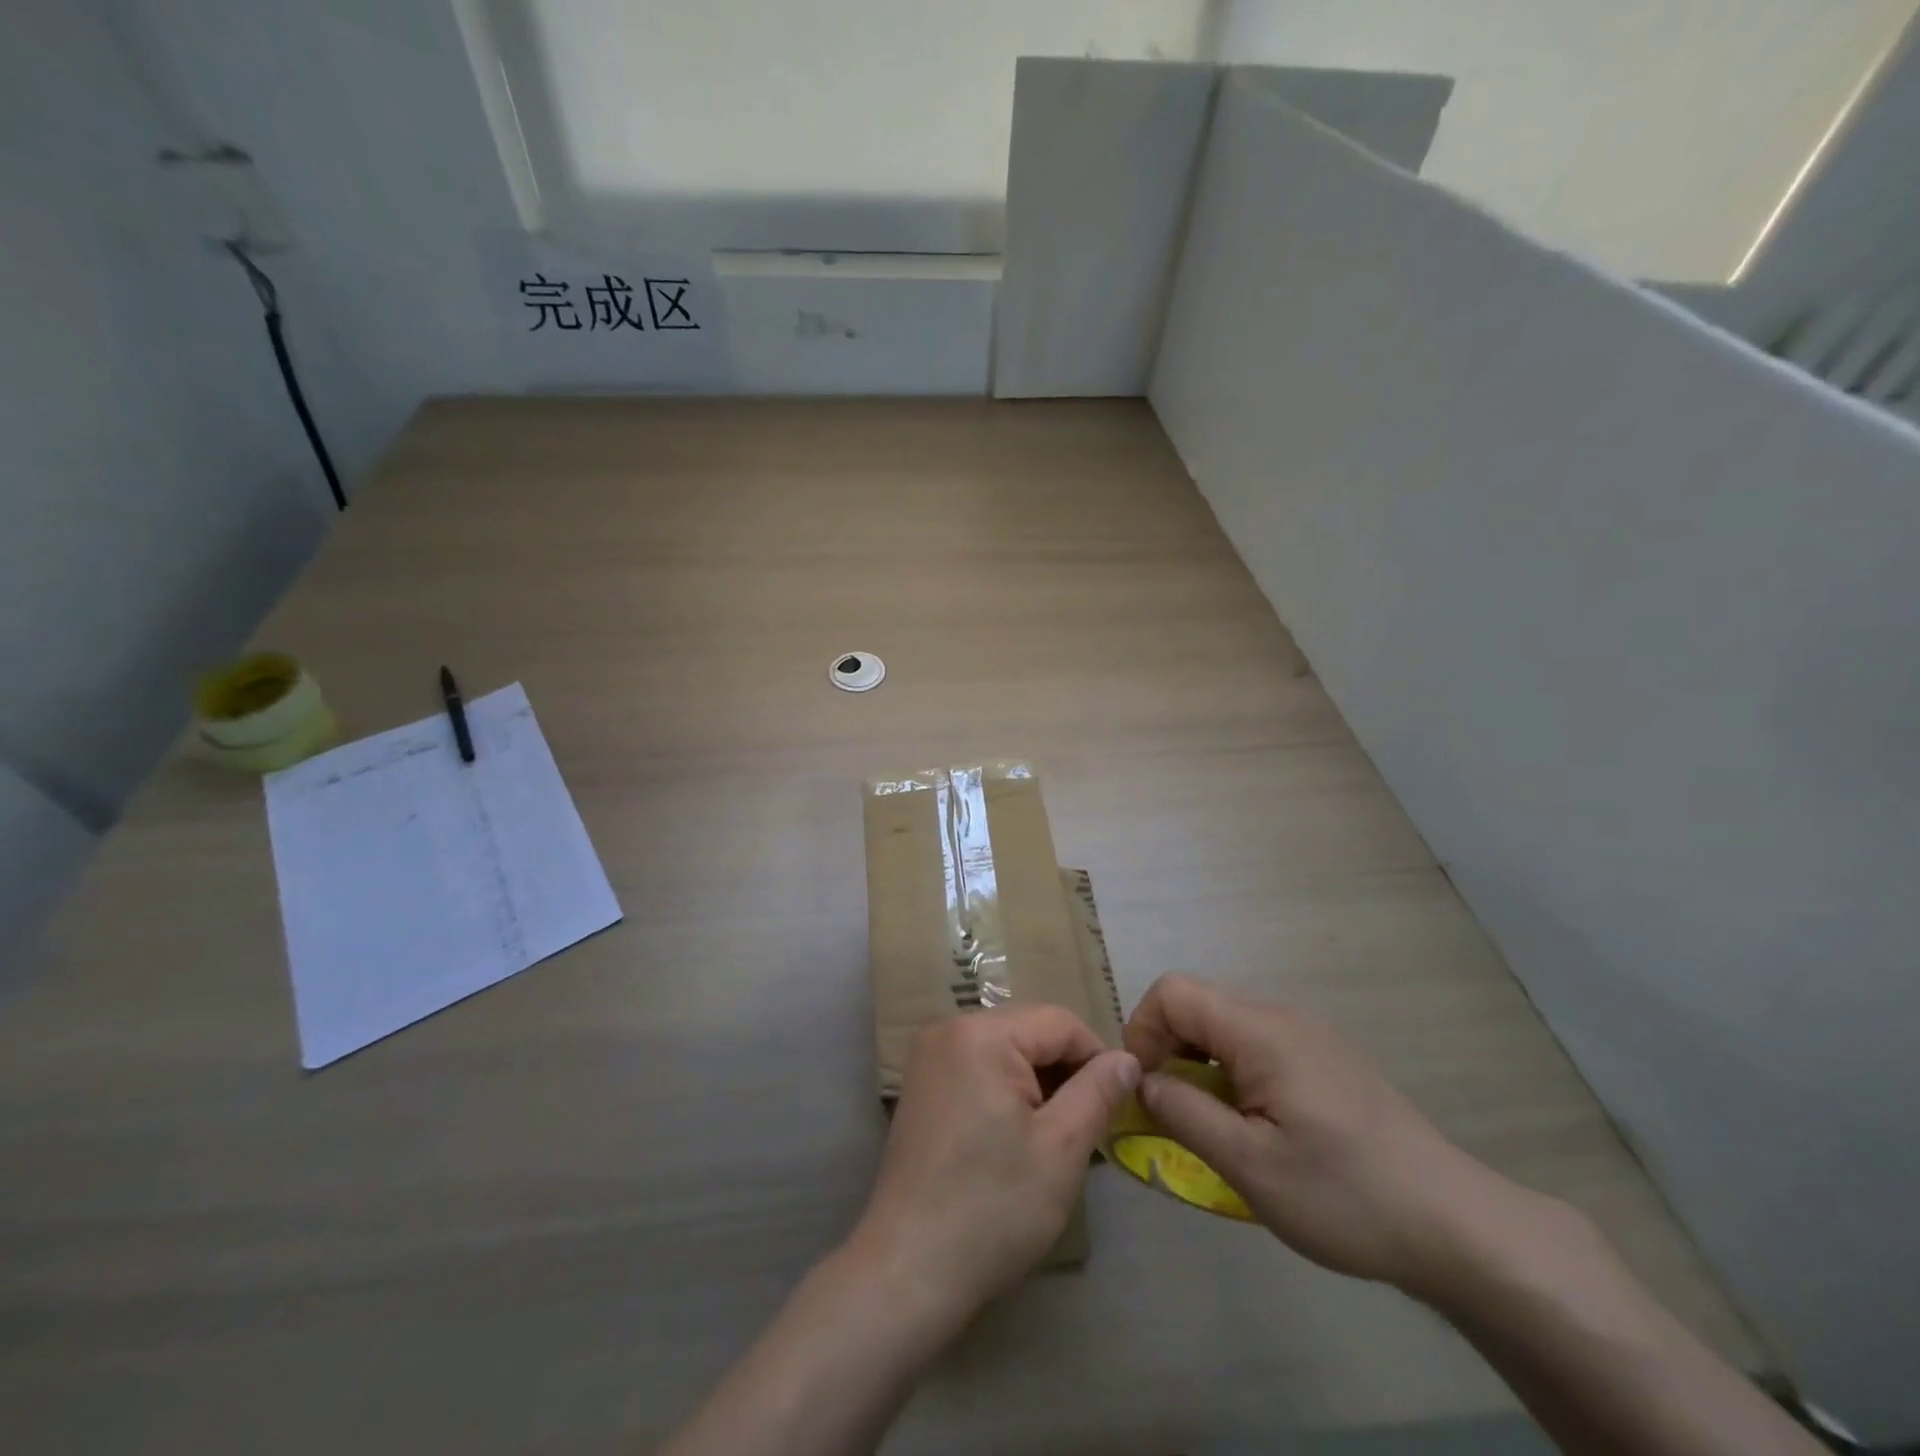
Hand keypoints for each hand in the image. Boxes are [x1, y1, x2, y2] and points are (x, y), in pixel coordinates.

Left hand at [852, 1006, 1139, 1319]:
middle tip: (1086, 1127)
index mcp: (982, 1033)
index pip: (1060, 1023)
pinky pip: (978, 1067)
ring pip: (1006, 1049)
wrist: (908, 1269)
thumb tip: (1127, 1058)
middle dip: (1065, 1071)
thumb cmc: (994, 1207)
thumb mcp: (1062, 1148)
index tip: (1116, 1106)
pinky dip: (1006, 1090)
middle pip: (1029, 1031)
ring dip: (1037, 1082)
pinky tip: (1014, 1137)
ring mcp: (929, 1056)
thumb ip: (1098, 1091)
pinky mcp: (920, 1085)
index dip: (1097, 1059)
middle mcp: (949, 1029)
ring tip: (1053, 1137)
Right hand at [1123, 974, 1545, 1300]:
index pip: (1173, 992)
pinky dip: (1232, 1075)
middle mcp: (1281, 1017)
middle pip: (1198, 1007)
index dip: (1143, 1031)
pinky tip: (1256, 1128)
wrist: (1456, 1226)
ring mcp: (1308, 1036)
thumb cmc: (1345, 1195)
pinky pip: (1257, 1048)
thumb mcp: (1250, 1166)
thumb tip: (1141, 1081)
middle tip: (1172, 1115)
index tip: (1147, 1089)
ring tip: (1213, 1127)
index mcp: (1259, 1031)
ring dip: (1200, 1067)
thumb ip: (1182, 1113)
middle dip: (1168, 1051)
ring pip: (1226, 1029)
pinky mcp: (1326, 1059)